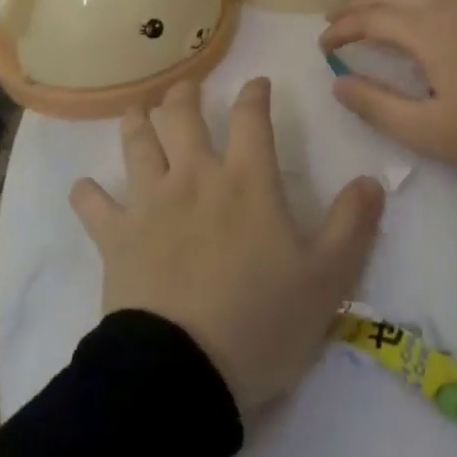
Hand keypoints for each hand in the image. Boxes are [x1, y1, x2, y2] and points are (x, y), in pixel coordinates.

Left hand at [70, 78, 385, 419]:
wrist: (184, 373)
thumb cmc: (262, 321)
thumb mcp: (327, 278)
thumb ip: (353, 224)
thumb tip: (372, 179)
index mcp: (247, 181)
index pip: (252, 118)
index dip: (255, 94)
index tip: (258, 82)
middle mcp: (196, 178)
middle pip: (183, 116)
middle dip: (185, 94)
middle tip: (186, 86)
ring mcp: (151, 204)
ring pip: (138, 145)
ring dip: (137, 122)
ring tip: (138, 109)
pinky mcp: (116, 238)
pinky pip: (94, 206)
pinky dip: (87, 194)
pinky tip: (84, 188)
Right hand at [319, 0, 456, 176]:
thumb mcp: (427, 130)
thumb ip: (376, 105)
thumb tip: (338, 82)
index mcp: (427, 29)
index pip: (370, 18)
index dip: (341, 29)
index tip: (322, 45)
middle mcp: (449, 6)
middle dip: (359, 3)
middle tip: (336, 17)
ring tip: (372, 13)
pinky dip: (417, 0)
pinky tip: (421, 18)